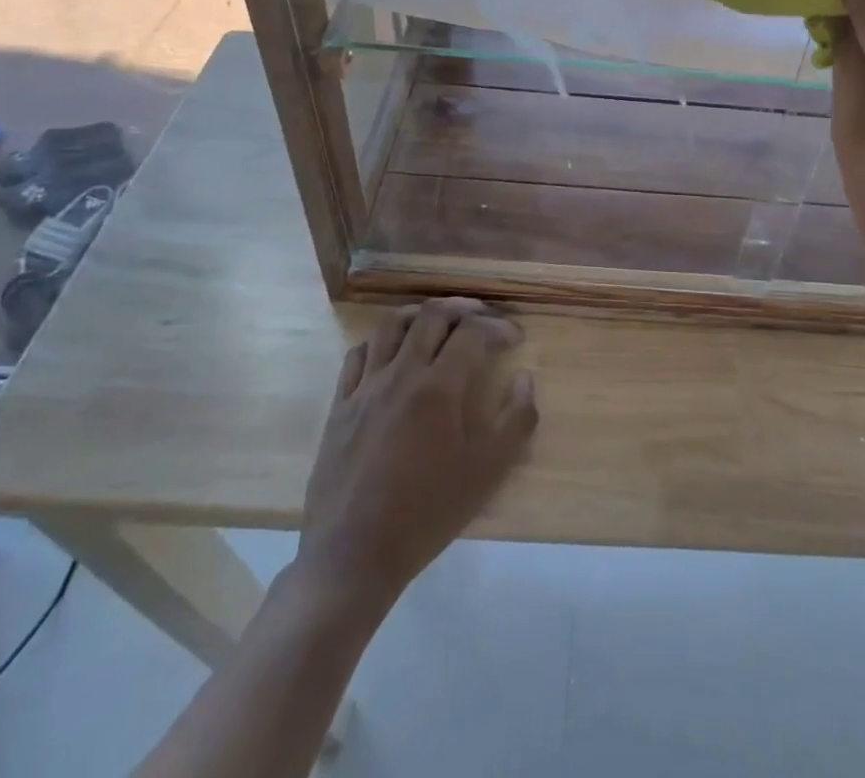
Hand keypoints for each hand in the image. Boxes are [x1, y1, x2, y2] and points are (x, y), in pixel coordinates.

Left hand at [296, 298, 537, 607]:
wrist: (353, 556)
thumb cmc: (427, 513)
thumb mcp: (487, 473)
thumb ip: (517, 420)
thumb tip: (525, 378)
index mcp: (438, 387)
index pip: (473, 334)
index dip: (498, 328)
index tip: (514, 338)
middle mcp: (401, 374)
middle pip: (432, 316)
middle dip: (463, 309)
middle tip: (482, 317)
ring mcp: (365, 387)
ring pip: (391, 325)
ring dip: (421, 314)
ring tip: (439, 321)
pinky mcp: (339, 406)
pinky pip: (358, 354)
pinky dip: (381, 340)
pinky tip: (392, 351)